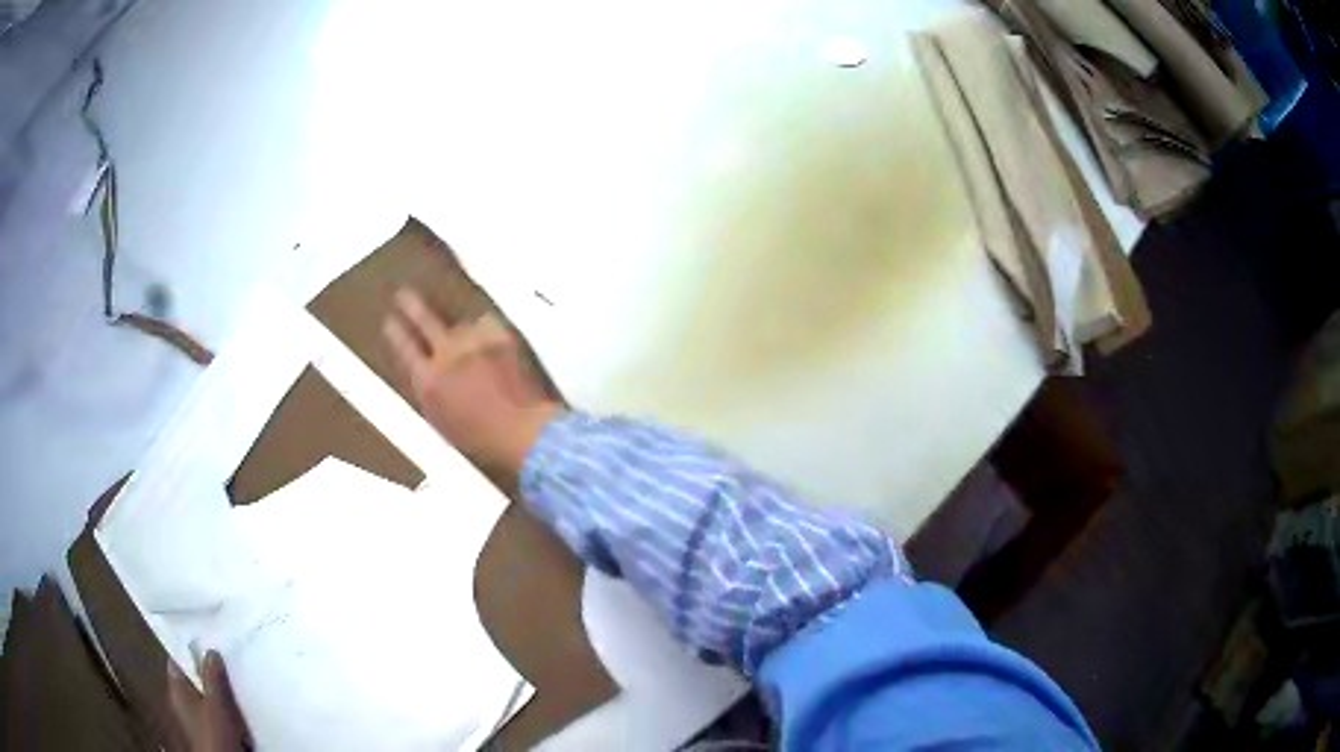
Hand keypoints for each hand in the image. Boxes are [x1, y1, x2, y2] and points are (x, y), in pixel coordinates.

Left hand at [166, 651, 249, 751]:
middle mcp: (182, 700)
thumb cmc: (214, 733)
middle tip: (225, 658)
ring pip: (206, 694)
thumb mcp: (216, 704)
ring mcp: (196, 717)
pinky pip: (215, 709)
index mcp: (176, 689)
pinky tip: (236, 703)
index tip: (205, 638)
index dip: (188, 648)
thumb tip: (210, 651)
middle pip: (193, 677)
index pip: (177, 659)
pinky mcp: (210, 729)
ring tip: (234, 679)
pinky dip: (225, 705)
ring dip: (219, 689)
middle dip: (208, 670)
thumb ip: (212, 677)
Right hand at [382, 288, 563, 482]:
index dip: (395, 333)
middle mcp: (445, 356)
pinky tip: (493, 350)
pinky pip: (486, 325)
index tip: (389, 321)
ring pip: (461, 327)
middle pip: (423, 320)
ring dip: (463, 337)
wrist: (522, 430)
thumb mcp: (441, 421)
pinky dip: (487, 333)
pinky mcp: (498, 335)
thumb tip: (424, 373)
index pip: (403, 348)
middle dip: (410, 305)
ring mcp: (472, 342)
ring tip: (476, 359)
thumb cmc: (482, 437)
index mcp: (427, 381)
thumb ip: (429, 392)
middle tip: (402, 294)